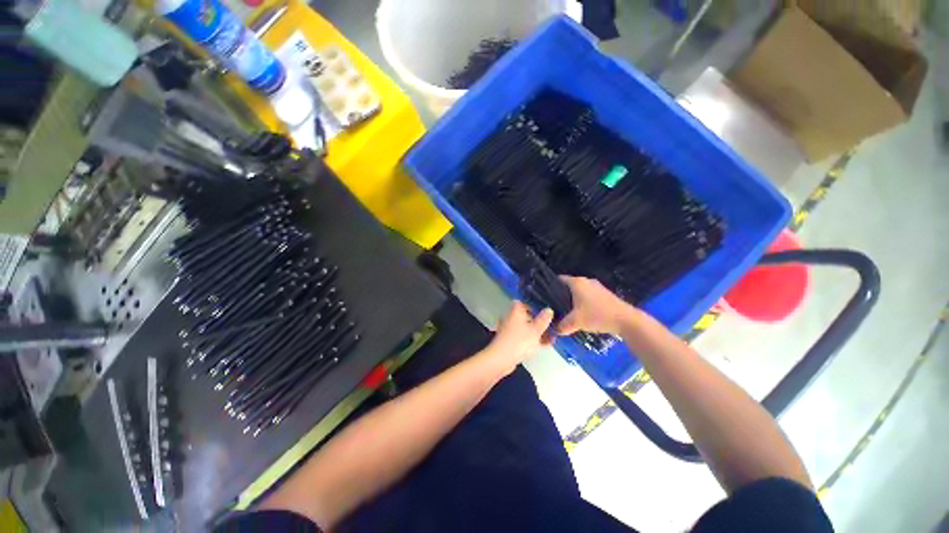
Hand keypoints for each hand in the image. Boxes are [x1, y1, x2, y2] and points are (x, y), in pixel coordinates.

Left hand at [483, 301, 553, 373]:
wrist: (502, 359)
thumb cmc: (520, 341)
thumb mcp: (536, 330)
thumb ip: (543, 319)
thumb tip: (549, 310)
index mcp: (516, 311)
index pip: (522, 302)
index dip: (533, 305)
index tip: (544, 310)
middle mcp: (511, 318)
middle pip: (525, 315)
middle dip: (538, 320)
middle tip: (551, 325)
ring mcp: (510, 330)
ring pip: (525, 327)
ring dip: (537, 331)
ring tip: (551, 337)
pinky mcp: (510, 341)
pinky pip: (523, 337)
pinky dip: (533, 339)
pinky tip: (545, 345)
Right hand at [558, 276, 637, 335]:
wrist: (626, 320)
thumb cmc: (597, 315)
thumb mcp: (575, 322)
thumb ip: (562, 326)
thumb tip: (554, 330)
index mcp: (577, 282)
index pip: (558, 280)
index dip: (550, 287)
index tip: (545, 298)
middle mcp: (586, 281)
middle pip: (568, 286)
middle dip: (561, 296)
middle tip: (554, 308)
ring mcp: (597, 287)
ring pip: (579, 292)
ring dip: (572, 300)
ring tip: (566, 312)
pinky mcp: (604, 294)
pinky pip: (588, 296)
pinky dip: (582, 303)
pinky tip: (581, 314)